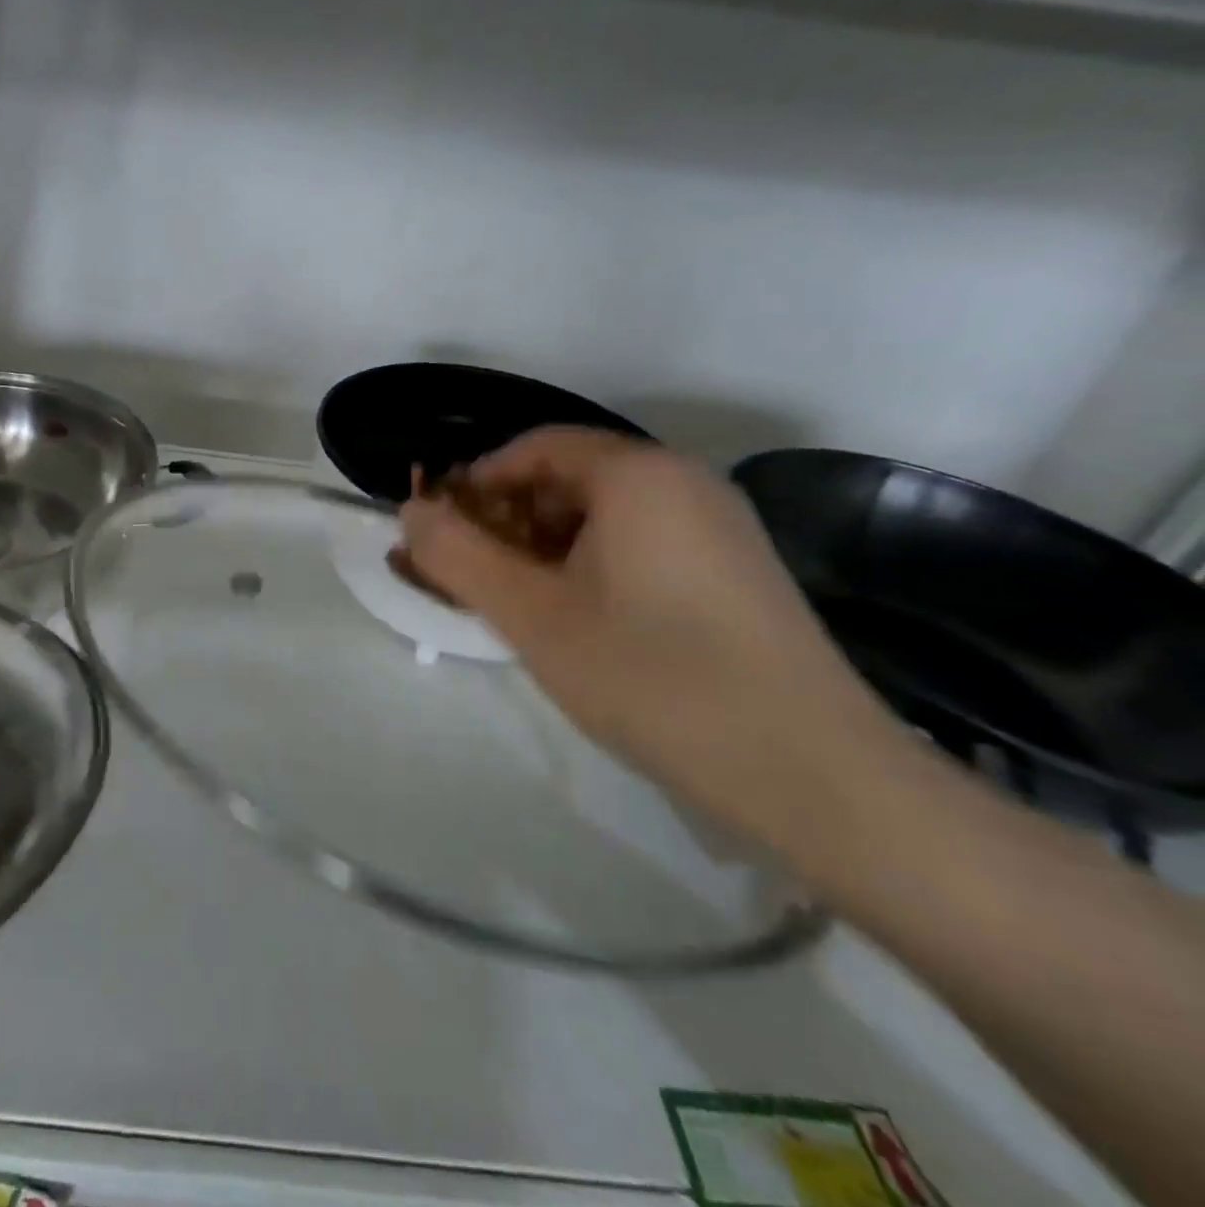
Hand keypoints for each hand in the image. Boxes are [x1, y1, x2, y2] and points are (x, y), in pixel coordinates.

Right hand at [399, 427, 898, 845]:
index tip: (443, 535)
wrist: (814, 776)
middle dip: (509, 520)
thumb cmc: (654, 678)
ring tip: (521, 607)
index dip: (476, 485)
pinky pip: (643, 545)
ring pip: (606, 517)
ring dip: (547, 548)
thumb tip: (410, 511)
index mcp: (637, 474)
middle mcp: (685, 482)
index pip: (533, 447)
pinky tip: (582, 623)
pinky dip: (593, 567)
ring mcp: (720, 527)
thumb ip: (458, 557)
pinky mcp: (737, 571)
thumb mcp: (534, 618)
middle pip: (570, 478)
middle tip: (475, 578)